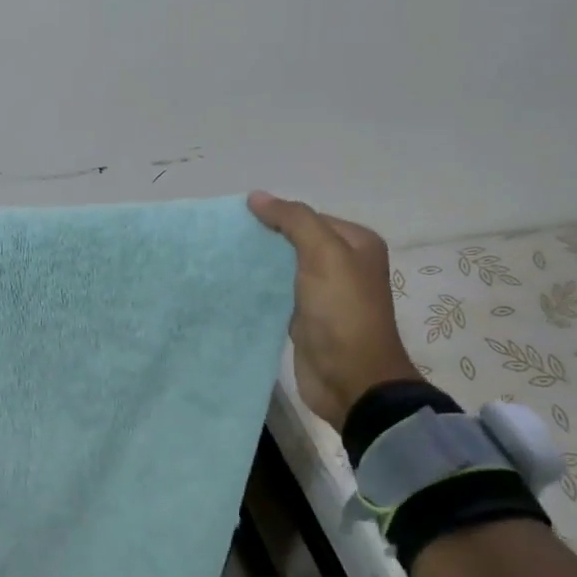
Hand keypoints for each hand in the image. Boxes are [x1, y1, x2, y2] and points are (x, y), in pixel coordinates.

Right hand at [247, 192, 420, 430]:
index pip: (308, 217)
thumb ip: (293, 221)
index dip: (276, 216)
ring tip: (220, 260)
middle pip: (295, 242)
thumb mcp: (323, 255)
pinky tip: (231, 287)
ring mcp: (323, 295)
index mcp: (356, 244)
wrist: (351, 380)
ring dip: (257, 266)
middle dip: (263, 240)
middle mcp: (342, 266)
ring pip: (283, 269)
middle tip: (224, 240)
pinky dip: (258, 291)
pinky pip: (277, 295)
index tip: (238, 221)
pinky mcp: (304, 320)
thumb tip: (256, 196)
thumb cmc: (343, 312)